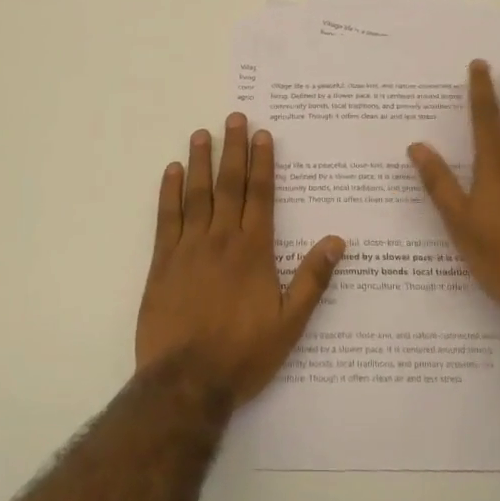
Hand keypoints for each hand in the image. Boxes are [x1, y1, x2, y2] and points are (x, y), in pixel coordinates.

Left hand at [137, 114, 345, 404]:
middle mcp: (222, 239)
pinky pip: (166, 218)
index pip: (260, 195)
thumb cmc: (244, 353)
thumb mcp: (290, 323)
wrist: (187, 382)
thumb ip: (313, 279)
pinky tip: (171, 172)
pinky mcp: (162, 263)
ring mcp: (189, 248)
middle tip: (233, 118)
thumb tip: (338, 240)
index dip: (262, 162)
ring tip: (201, 134)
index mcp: (253, 250)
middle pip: (229, 185)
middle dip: (233, 149)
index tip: (262, 134)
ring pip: (196, 194)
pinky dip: (168, 193)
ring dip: (200, 162)